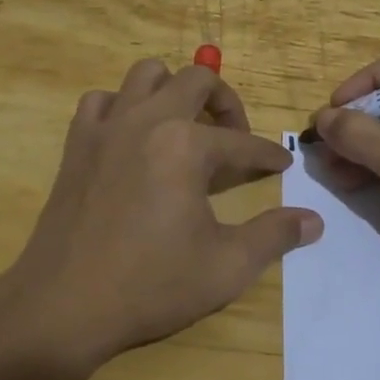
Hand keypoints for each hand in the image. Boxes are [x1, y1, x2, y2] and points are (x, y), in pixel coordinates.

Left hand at [5, 58, 321, 367]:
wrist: (64, 305)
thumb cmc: (150, 285)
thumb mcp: (226, 267)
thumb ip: (274, 236)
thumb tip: (314, 221)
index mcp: (186, 145)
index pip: (242, 142)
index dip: (268, 154)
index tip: (281, 165)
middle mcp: (147, 120)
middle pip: (197, 79)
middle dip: (225, 102)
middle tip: (234, 137)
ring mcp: (107, 126)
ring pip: (145, 74)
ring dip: (172, 90)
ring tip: (184, 125)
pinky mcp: (76, 143)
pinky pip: (101, 100)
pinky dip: (122, 106)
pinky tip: (131, 136)